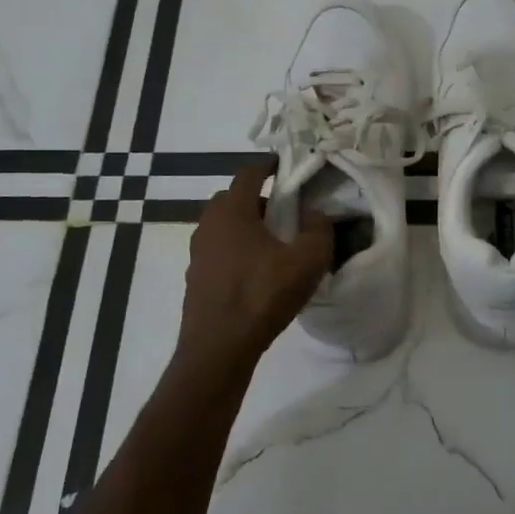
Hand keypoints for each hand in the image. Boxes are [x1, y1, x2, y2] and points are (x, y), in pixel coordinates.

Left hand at [178, 163, 331, 365]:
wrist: (219, 347)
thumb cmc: (263, 295)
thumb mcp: (308, 260)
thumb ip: (318, 229)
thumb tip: (315, 215)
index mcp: (232, 210)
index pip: (248, 173)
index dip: (268, 166)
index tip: (284, 166)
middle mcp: (208, 224)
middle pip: (232, 199)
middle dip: (257, 199)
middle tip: (283, 211)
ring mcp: (197, 252)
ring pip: (224, 226)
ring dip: (246, 227)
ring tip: (273, 244)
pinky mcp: (196, 278)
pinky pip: (219, 251)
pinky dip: (236, 251)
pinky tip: (256, 273)